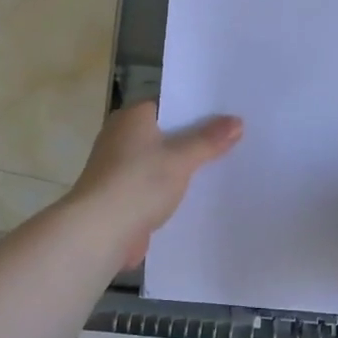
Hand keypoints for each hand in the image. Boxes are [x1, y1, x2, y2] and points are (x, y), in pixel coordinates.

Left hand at [68, 101, 242, 269]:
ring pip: (160, 162)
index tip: (227, 115)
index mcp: (132, 118)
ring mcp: (119, 168)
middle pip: (166, 134)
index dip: (198, 110)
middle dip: (194, 140)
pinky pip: (154, 186)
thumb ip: (209, 140)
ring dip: (183, 168)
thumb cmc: (138, 183)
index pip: (169, 105)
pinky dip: (171, 190)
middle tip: (234, 140)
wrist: (99, 232)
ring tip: (222, 168)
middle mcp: (121, 137)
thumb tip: (237, 121)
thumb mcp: (181, 158)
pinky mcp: (121, 196)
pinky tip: (197, 196)